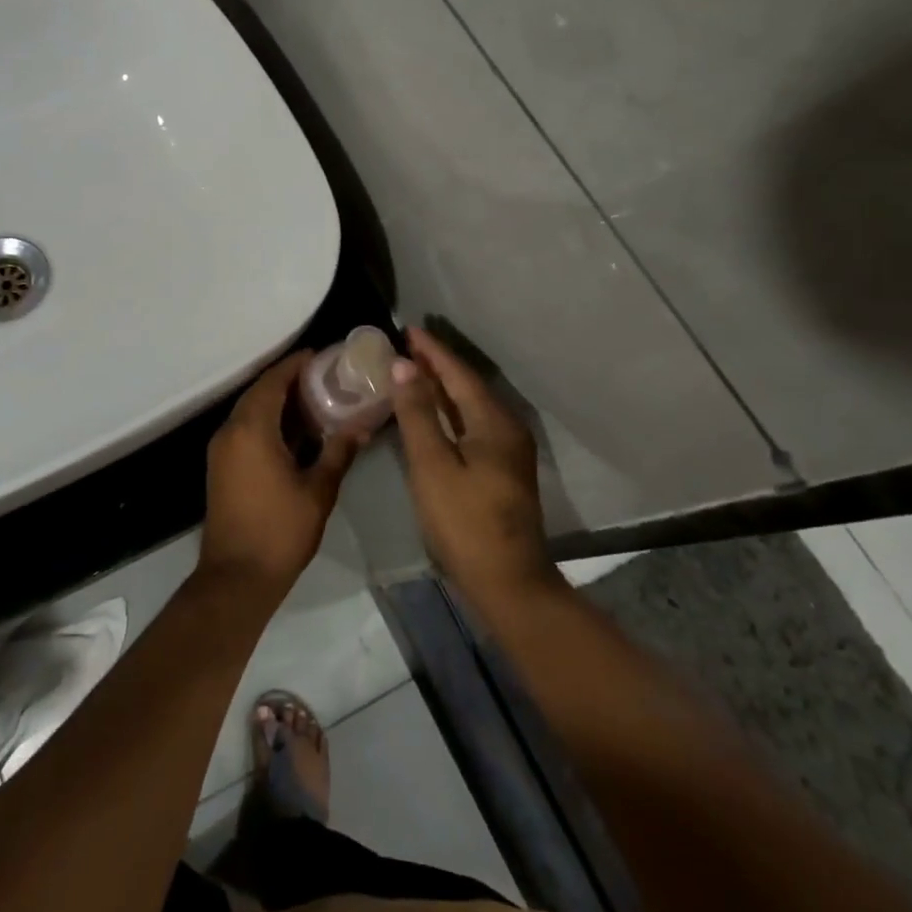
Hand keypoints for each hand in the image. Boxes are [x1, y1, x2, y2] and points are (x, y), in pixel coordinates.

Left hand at [200, 352, 364, 595]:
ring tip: (315, 399)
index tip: (322, 355)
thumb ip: (339, 452)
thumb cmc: (280, 530)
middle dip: (289, 380)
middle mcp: (230, 431)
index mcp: (252, 429)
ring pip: (250, 411)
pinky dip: (267, 421)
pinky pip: (244, 429)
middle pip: (259, 392)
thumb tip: (361, 425)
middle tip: (324, 376)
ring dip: (278, 401)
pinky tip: (295, 431)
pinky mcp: (221, 466)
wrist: (237, 577)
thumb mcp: (318, 490)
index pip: (273, 381)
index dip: (296, 364)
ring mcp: (222, 449)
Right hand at [391, 327, 557, 606]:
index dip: (432, 351)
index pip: (458, 373)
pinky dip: (448, 411)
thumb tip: (405, 366)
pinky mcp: (501, 470)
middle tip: (404, 346)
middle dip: (436, 365)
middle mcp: (506, 428)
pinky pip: (471, 424)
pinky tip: (430, 414)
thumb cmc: (465, 522)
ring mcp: (507, 450)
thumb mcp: (433, 465)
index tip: (407, 329)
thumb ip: (418, 414)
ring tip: (412, 371)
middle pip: (467, 386)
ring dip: (441, 388)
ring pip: (469, 406)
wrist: (508, 583)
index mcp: (493, 422)